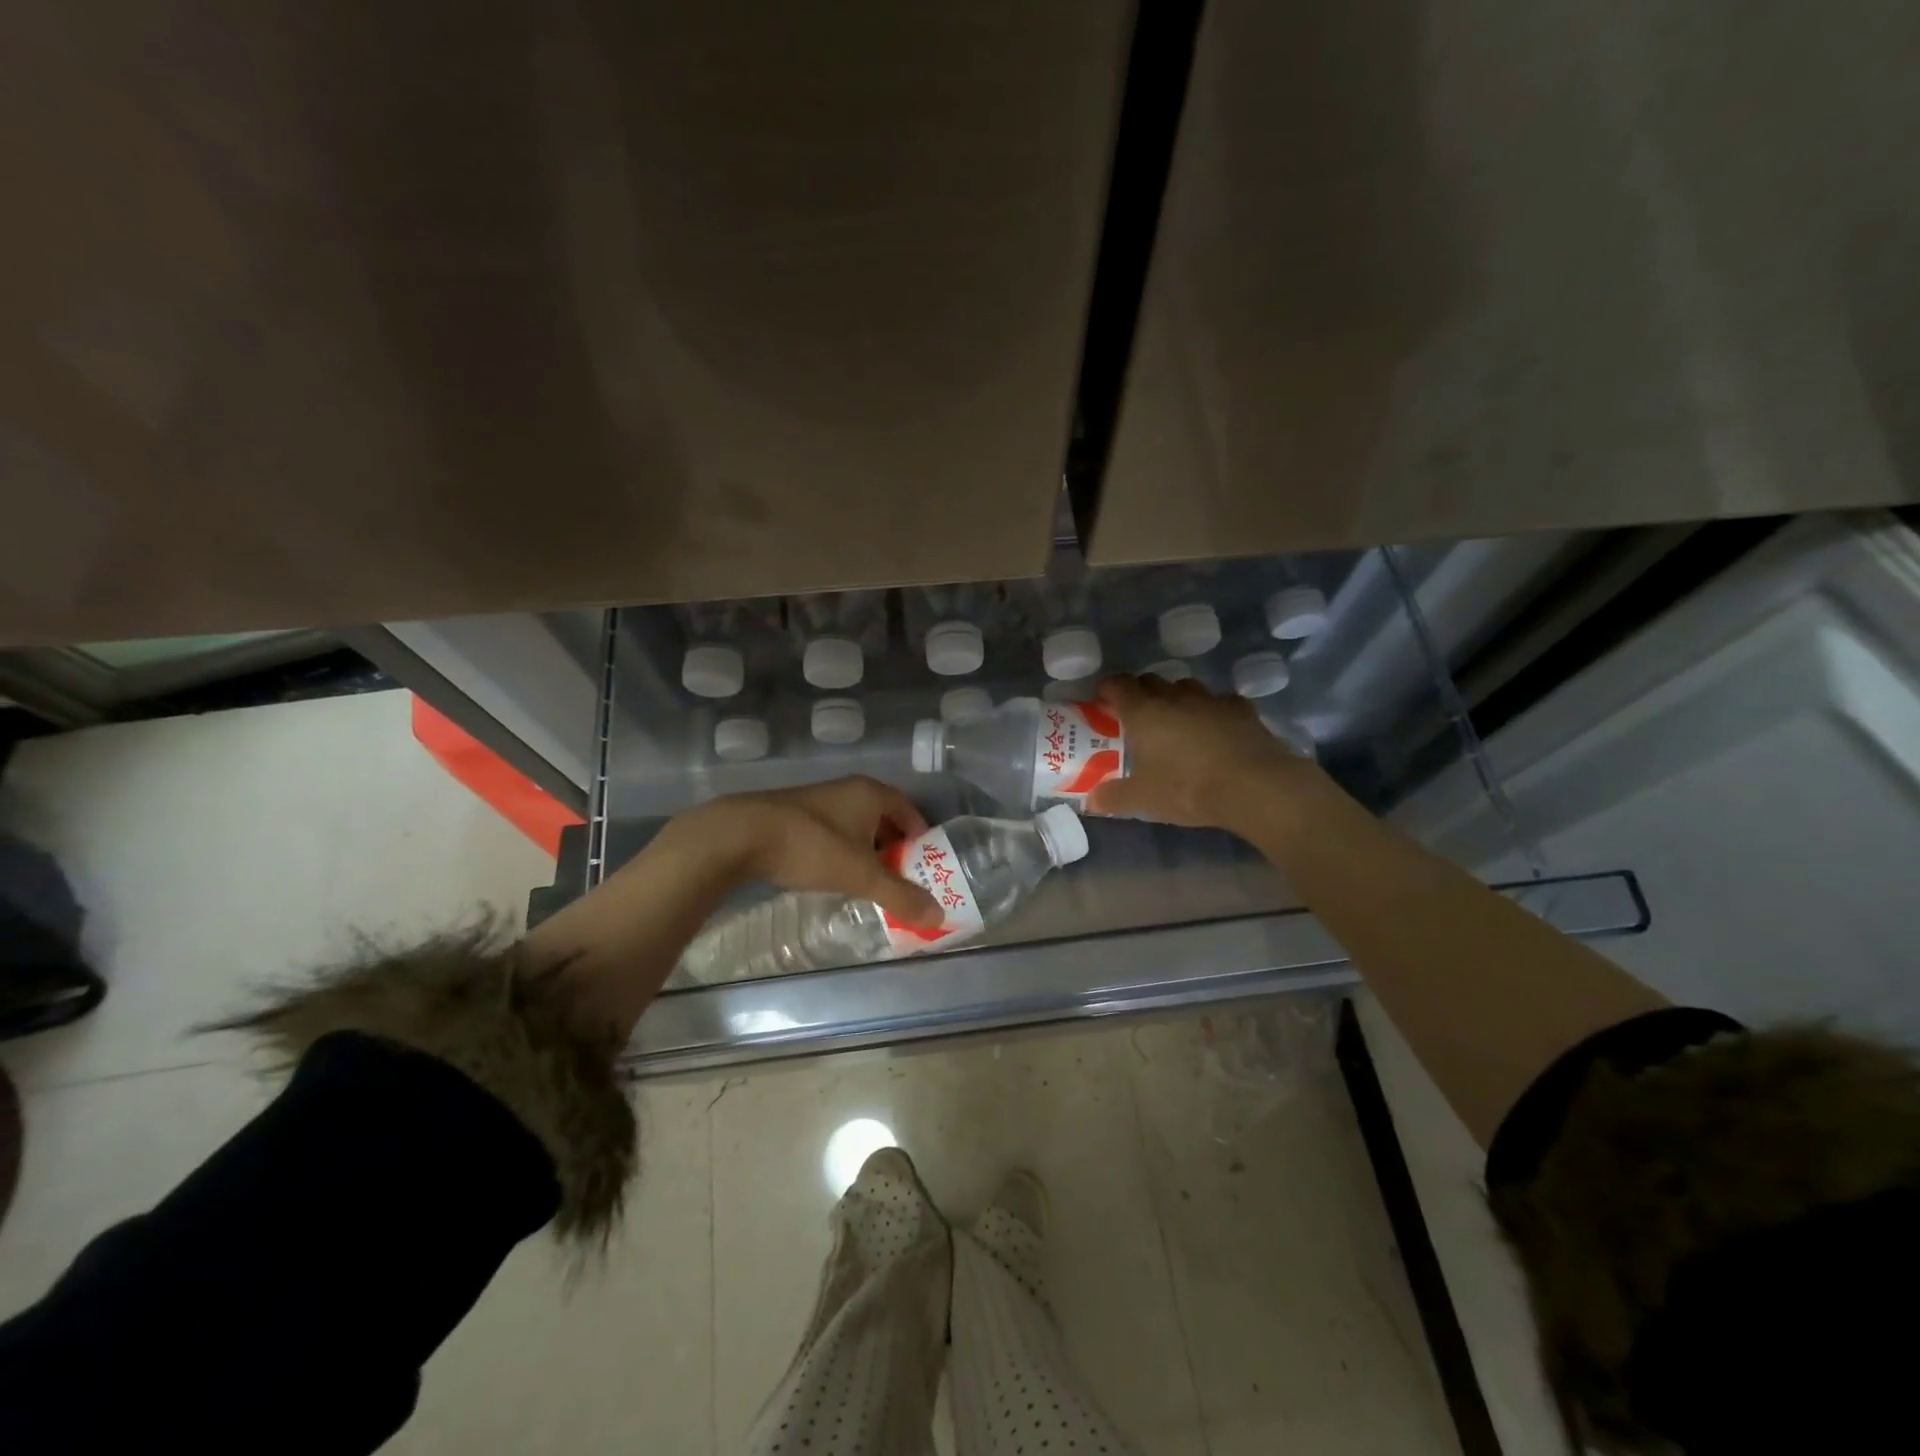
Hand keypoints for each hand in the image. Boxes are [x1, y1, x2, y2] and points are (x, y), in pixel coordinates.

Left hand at [677, 776, 942, 926]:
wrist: (741, 835)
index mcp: (871, 793)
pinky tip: (832, 874)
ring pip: (854, 825)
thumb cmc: (812, 847)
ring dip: (866, 850)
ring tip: (870, 880)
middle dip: (894, 847)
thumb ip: (900, 895)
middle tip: (902, 877)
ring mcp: (818, 799)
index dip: (921, 836)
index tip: (926, 864)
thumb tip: (939, 916)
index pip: (909, 809)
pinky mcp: (793, 814)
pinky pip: (830, 831)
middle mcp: (848, 790)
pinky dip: (840, 850)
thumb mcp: (861, 875)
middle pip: (883, 817)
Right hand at [1084, 674, 1318, 829]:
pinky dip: (1211, 710)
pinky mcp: (1241, 709)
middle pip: (1151, 681)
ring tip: (1175, 720)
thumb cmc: (1187, 788)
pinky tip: (1214, 727)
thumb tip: (1091, 800)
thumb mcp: (1144, 799)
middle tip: (1135, 715)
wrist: (1253, 786)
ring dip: (1175, 697)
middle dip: (1139, 692)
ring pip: (1185, 687)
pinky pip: (1219, 701)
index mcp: (1144, 712)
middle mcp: (1174, 697)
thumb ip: (1114, 797)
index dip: (1107, 689)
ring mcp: (1210, 700)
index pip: (1118, 685)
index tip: (1102, 701)